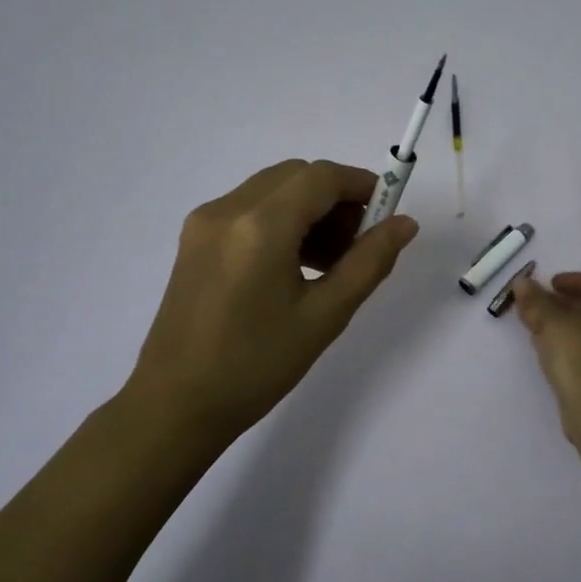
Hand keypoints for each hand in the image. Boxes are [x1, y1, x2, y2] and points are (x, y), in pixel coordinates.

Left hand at [129, 159, 419, 437]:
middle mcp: (228, 209)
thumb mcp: (324, 316)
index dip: (361, 184)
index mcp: (260, 226)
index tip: (387, 212)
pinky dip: (281, 220)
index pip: (321, 177)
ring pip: (272, 190)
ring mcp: (205, 222)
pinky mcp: (194, 238)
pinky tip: (295, 265)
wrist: (176, 405)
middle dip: (335, 198)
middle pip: (295, 176)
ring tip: (331, 261)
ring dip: (309, 209)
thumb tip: (405, 223)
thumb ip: (370, 262)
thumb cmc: (256, 365)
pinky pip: (249, 209)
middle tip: (359, 243)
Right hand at [510, 270, 580, 440]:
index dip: (576, 281)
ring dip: (572, 329)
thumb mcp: (551, 323)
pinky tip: (555, 357)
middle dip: (570, 306)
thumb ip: (535, 301)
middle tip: (544, 308)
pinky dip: (580, 350)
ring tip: (543, 332)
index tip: (551, 286)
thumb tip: (522, 282)